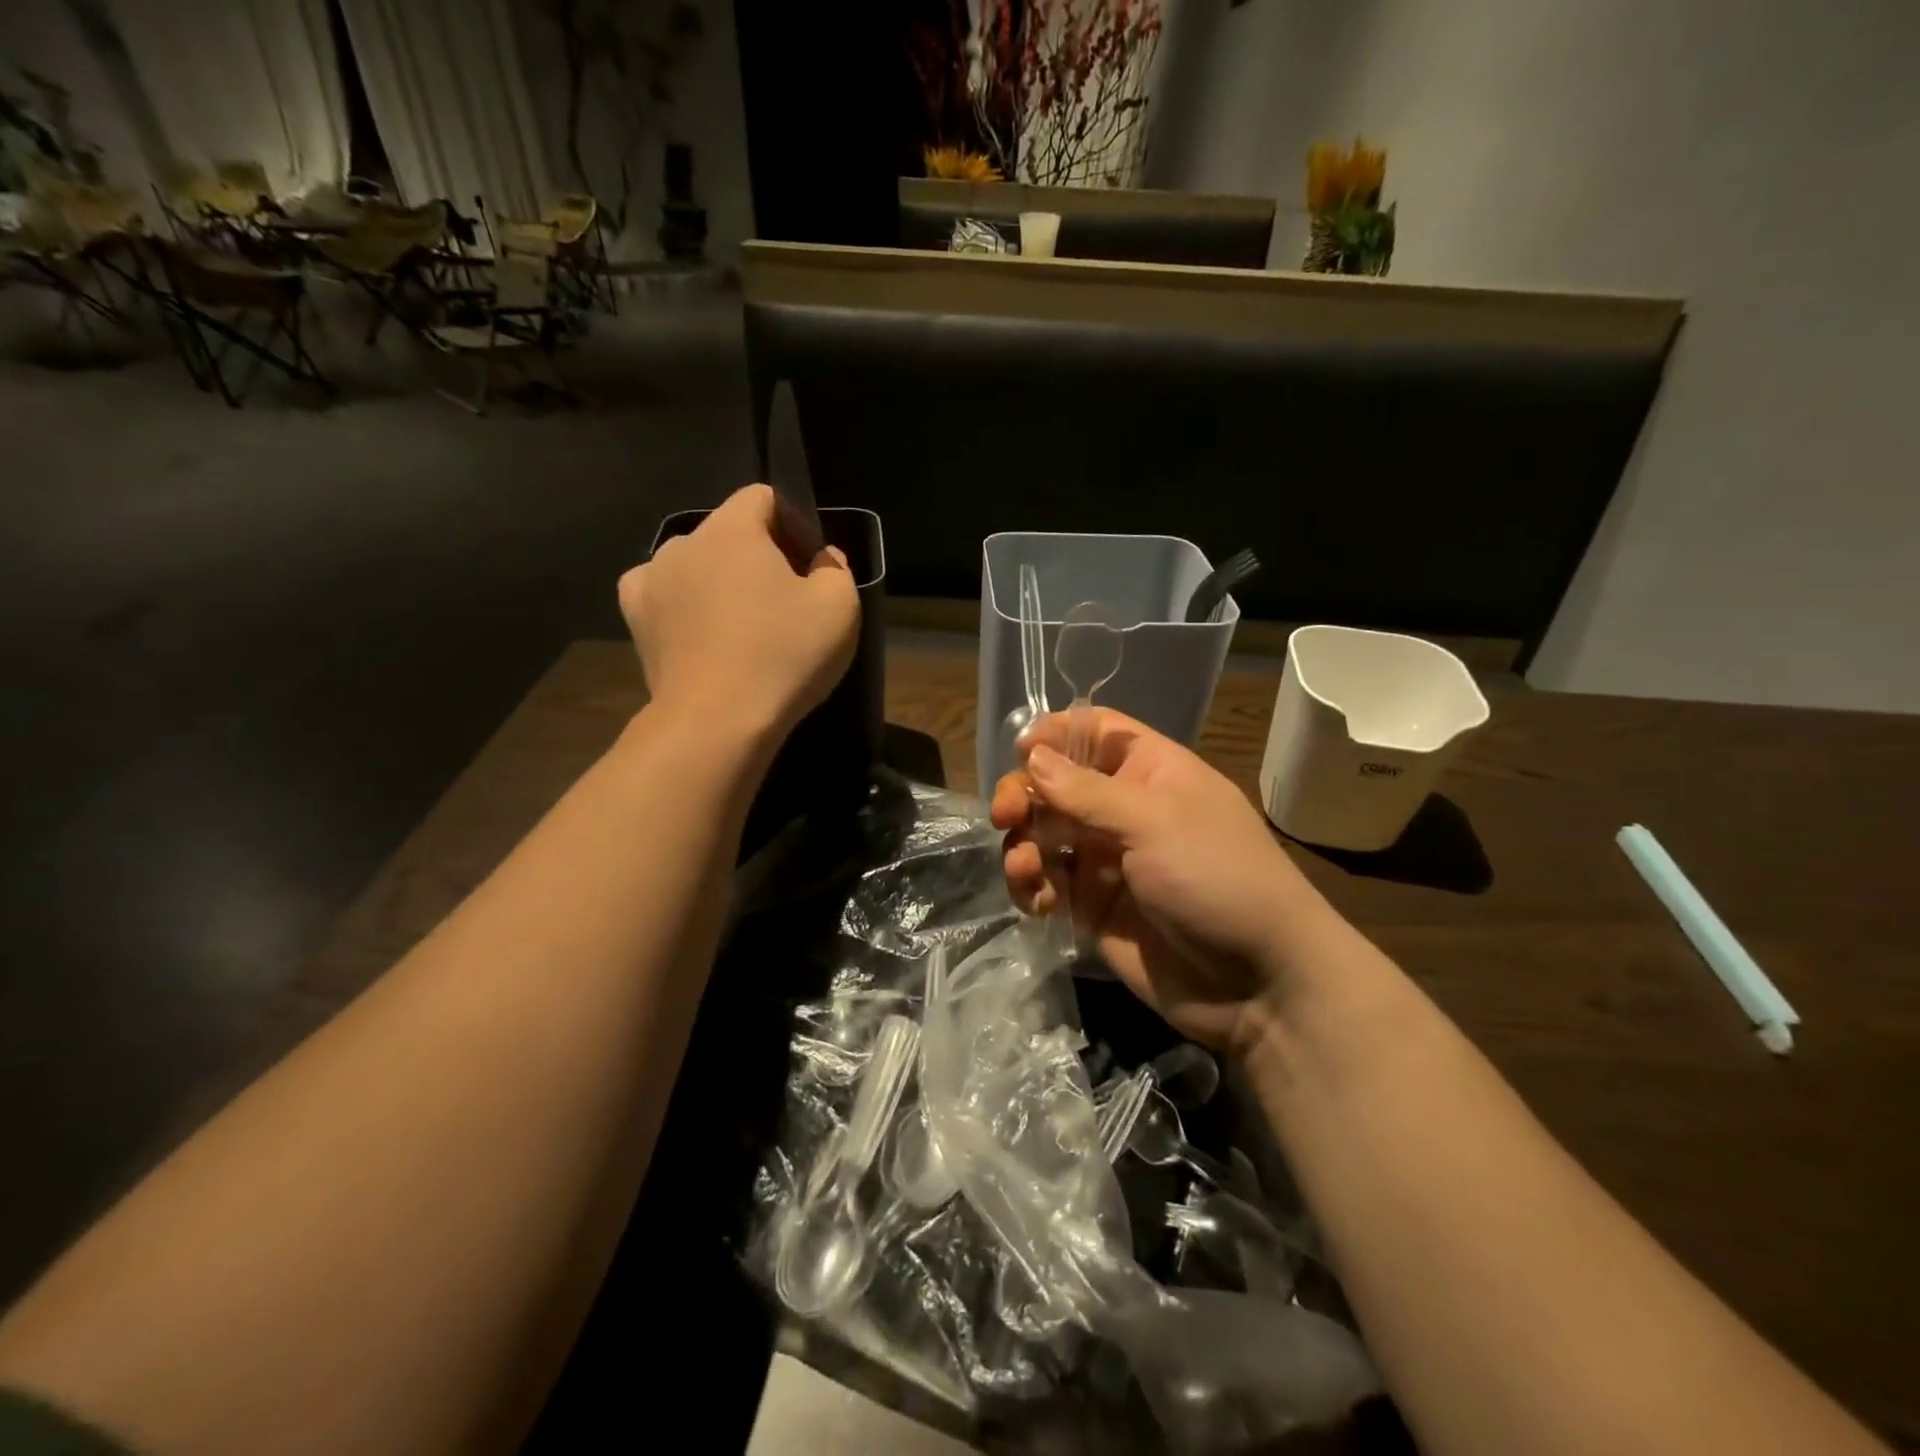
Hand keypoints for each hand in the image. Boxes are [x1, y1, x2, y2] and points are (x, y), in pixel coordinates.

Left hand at [618, 485, 858, 741]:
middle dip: (757, 557)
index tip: (809, 566)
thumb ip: (835, 568)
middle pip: (728, 533)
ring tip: (740, 627)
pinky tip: (701, 635)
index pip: (763, 497)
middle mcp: (683, 541)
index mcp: (733, 528)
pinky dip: (684, 607)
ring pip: (696, 565)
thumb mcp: (840, 607)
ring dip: (719, 582)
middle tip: (783, 603)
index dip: (793, 524)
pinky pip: (665, 596)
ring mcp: (650, 579)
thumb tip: (821, 558)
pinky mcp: (635, 619)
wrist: (716, 721)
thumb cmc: (784, 655)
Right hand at [991, 709, 1337, 1054]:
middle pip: (1055, 784)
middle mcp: (1123, 809)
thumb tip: (1032, 756)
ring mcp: (1106, 859)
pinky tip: (1037, 901)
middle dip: (1024, 795)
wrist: (1258, 982)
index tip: (1020, 750)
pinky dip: (1032, 886)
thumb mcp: (1154, 822)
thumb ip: (1087, 791)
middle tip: (1005, 816)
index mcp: (1149, 771)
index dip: (1055, 734)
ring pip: (1043, 835)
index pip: (1094, 732)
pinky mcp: (1092, 907)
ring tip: (1026, 870)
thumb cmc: (1217, 878)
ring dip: (1022, 846)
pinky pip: (1048, 883)